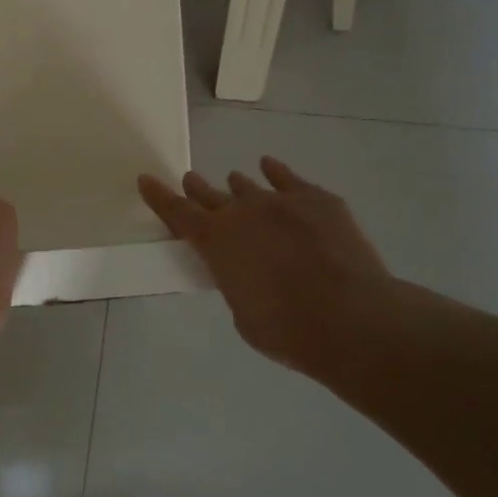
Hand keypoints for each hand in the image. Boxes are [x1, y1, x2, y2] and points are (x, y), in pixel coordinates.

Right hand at [138, 158, 391, 365]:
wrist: (351, 318)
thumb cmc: (287, 329)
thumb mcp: (243, 314)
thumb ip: (235, 284)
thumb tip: (246, 272)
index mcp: (216, 242)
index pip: (177, 212)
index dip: (159, 196)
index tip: (146, 179)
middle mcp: (242, 213)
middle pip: (210, 194)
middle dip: (197, 189)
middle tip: (191, 181)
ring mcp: (281, 201)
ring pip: (248, 186)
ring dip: (238, 187)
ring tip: (235, 183)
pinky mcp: (317, 200)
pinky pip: (289, 179)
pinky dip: (277, 173)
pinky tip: (271, 167)